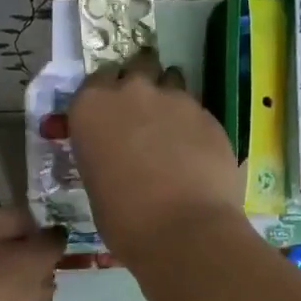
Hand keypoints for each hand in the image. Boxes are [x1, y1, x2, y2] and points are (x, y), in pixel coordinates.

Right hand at [68, 50, 244, 266]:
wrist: (184, 231)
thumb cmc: (125, 220)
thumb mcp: (96, 185)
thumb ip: (104, 156)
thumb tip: (117, 157)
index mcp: (91, 108)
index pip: (94, 83)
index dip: (104, 98)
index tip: (109, 117)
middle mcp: (131, 92)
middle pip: (136, 68)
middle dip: (138, 85)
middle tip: (141, 116)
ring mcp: (175, 99)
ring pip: (170, 81)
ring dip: (168, 99)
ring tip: (171, 131)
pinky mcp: (209, 115)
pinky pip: (196, 110)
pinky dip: (193, 125)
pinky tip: (196, 154)